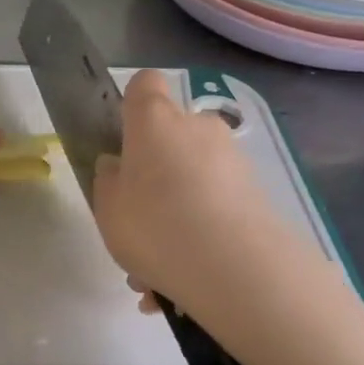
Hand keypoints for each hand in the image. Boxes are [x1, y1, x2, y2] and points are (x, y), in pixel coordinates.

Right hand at [92, 70, 300, 312]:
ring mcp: (232, 158)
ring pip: (194, 176)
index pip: (144, 84)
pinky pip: (215, 205)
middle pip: (172, 134)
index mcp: (154, 120)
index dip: (131, 104)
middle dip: (157, 168)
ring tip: (158, 267)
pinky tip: (182, 280)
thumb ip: (109, 180)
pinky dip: (200, 232)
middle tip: (139, 215)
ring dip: (178, 209)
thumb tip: (118, 165)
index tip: (122, 139)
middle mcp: (197, 126)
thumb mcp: (107, 207)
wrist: (235, 267)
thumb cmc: (153, 225)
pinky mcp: (256, 191)